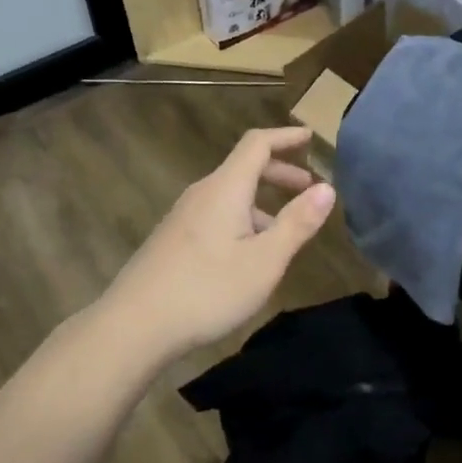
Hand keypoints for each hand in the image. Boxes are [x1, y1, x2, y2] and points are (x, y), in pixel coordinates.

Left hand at [99, 128, 335, 361]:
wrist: (134, 326)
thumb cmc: (207, 289)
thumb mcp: (265, 260)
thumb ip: (297, 223)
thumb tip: (327, 188)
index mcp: (226, 189)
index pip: (257, 144)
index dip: (285, 137)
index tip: (310, 138)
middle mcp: (202, 193)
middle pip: (244, 168)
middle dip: (280, 173)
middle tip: (308, 191)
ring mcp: (183, 216)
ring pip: (230, 195)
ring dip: (262, 202)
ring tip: (285, 232)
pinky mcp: (173, 239)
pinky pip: (216, 214)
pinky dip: (242, 219)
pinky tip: (248, 255)